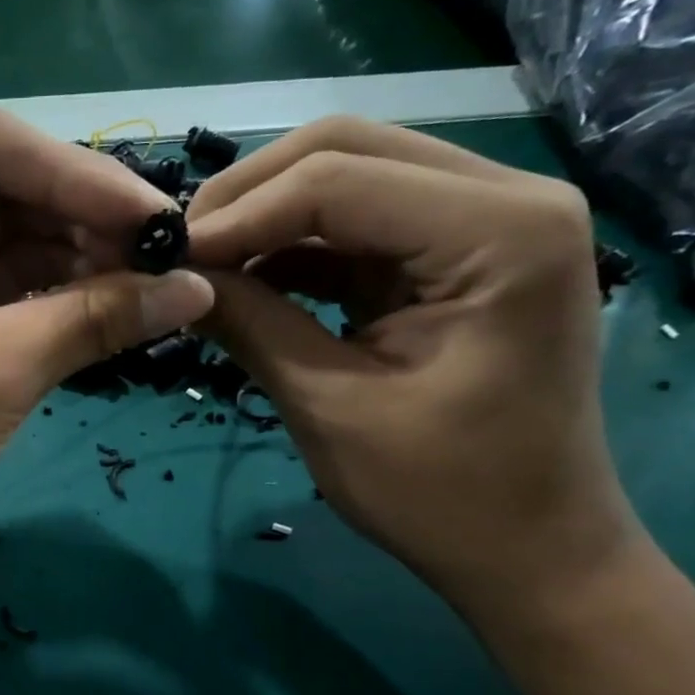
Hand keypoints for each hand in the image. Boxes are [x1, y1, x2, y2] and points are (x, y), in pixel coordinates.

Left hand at [0, 108, 213, 598]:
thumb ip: (92, 317)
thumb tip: (198, 287)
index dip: (78, 174)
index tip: (156, 222)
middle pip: (0, 187)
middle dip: (82, 218)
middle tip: (164, 258)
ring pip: (8, 237)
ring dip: (78, 257)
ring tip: (150, 285)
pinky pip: (4, 286)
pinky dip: (57, 295)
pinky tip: (115, 307)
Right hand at [186, 117, 638, 606]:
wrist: (527, 546)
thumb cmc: (440, 492)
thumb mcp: (329, 405)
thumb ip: (250, 323)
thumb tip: (173, 276)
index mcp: (500, 231)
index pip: (336, 180)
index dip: (237, 215)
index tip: (166, 261)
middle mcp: (506, 197)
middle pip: (345, 149)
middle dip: (248, 196)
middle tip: (181, 253)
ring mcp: (485, 219)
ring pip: (347, 174)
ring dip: (266, 215)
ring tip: (203, 266)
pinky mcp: (454, 252)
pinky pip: (356, 221)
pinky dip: (294, 244)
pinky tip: (246, 279)